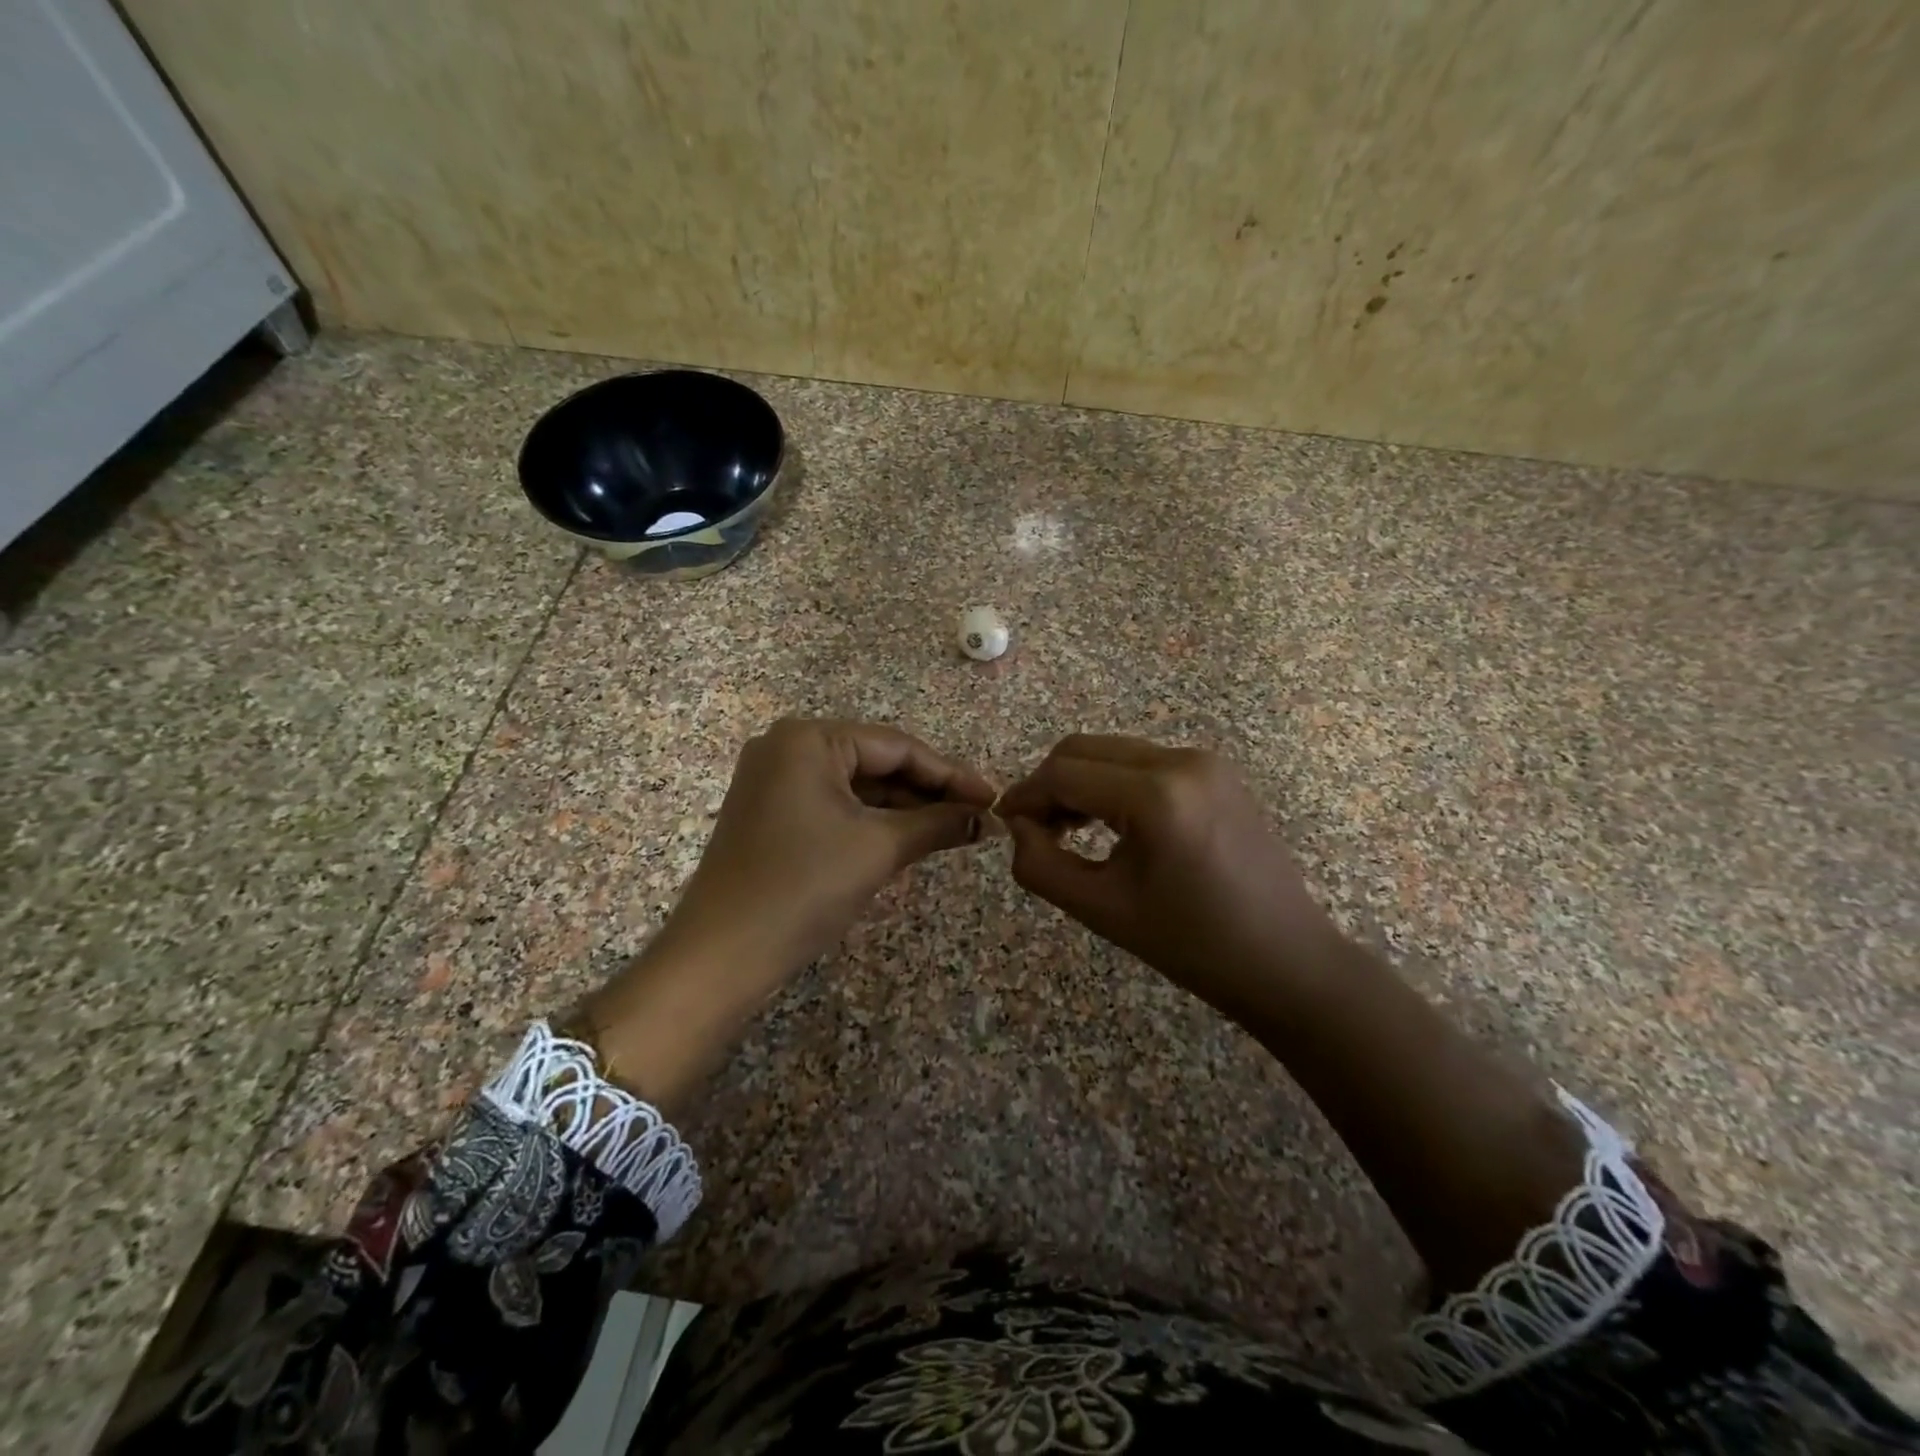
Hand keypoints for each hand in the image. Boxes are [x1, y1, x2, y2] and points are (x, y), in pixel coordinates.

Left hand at [579, 719, 995, 1105]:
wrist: (721, 956)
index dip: (950, 773)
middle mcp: (787, 747)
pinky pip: (834, 805)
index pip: (896, 746)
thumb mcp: (879, 848)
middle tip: (978, 814)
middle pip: (876, 762)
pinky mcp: (771, 813)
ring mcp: (774, 780)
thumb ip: (938, 824)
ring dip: (904, 808)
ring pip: (857, 786)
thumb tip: (987, 818)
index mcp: (808, 738)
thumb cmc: (803, 887)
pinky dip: (872, 821)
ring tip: (954, 828)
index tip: (993, 797)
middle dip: (929, 791)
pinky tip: (910, 836)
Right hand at [996, 735, 1338, 1023]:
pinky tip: (1110, 823)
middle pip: (1084, 750)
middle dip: (1049, 785)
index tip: (1005, 826)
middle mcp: (1181, 760)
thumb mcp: (1101, 910)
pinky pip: (1143, 762)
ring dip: (1080, 782)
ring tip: (1068, 831)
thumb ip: (1039, 865)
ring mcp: (1204, 761)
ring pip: (1112, 752)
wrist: (1285, 960)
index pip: (1063, 774)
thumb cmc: (1192, 945)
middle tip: (1036, 832)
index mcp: (1156, 795)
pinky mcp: (1216, 771)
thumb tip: (1017, 828)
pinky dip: (1113, 784)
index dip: (1025, 797)